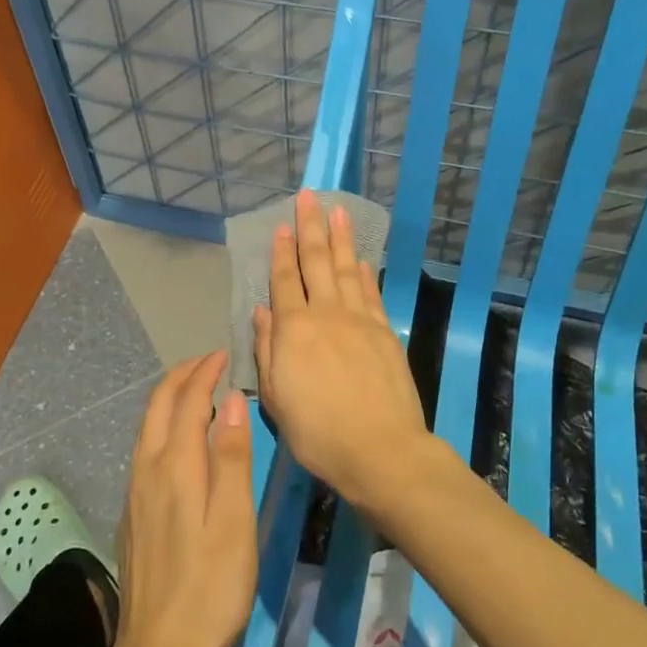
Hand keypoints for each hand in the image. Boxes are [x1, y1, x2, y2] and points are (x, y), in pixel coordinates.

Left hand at [106, 351, 256, 646]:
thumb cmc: (211, 588)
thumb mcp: (234, 522)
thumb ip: (231, 457)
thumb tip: (231, 400)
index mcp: (174, 466)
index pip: (186, 401)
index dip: (204, 372)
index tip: (224, 354)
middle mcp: (146, 470)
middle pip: (157, 406)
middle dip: (181, 377)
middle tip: (209, 363)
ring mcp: (134, 494)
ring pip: (146, 428)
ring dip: (169, 400)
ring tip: (197, 393)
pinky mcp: (132, 516)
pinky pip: (144, 451)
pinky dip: (162, 427)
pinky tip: (179, 443)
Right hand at [252, 189, 429, 506]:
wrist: (379, 449)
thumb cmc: (317, 431)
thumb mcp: (277, 397)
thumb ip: (268, 349)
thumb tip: (262, 311)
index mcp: (294, 330)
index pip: (284, 281)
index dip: (281, 252)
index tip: (282, 226)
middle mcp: (325, 314)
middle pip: (316, 262)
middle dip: (311, 227)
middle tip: (310, 197)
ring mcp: (359, 320)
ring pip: (345, 269)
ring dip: (340, 239)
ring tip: (339, 210)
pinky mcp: (385, 332)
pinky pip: (371, 293)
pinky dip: (364, 272)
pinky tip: (359, 259)